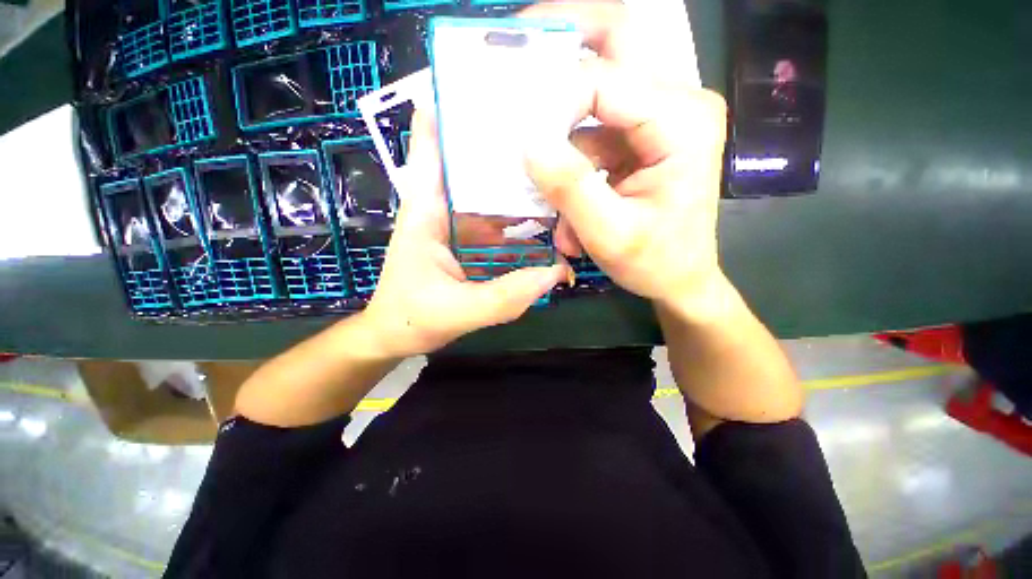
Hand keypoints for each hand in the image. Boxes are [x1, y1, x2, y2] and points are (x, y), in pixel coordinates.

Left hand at [361, 112, 570, 358]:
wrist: (397, 335)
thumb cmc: (412, 318)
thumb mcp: (458, 311)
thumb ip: (506, 296)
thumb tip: (556, 272)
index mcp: (427, 210)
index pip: (434, 145)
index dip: (454, 109)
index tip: (487, 83)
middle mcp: (444, 207)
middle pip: (476, 165)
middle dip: (508, 148)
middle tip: (550, 130)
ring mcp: (460, 224)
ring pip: (494, 196)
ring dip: (522, 188)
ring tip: (559, 172)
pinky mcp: (471, 241)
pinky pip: (501, 224)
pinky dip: (522, 223)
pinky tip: (547, 222)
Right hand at [523, 2, 730, 317]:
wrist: (680, 279)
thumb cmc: (655, 263)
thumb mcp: (609, 233)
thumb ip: (570, 187)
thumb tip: (528, 144)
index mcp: (681, 122)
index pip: (603, 80)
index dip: (553, 102)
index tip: (520, 137)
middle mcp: (676, 105)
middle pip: (609, 56)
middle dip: (557, 63)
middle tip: (513, 67)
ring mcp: (659, 120)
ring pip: (592, 105)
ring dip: (563, 153)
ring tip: (553, 204)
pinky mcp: (641, 139)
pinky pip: (594, 137)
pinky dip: (573, 170)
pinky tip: (570, 213)